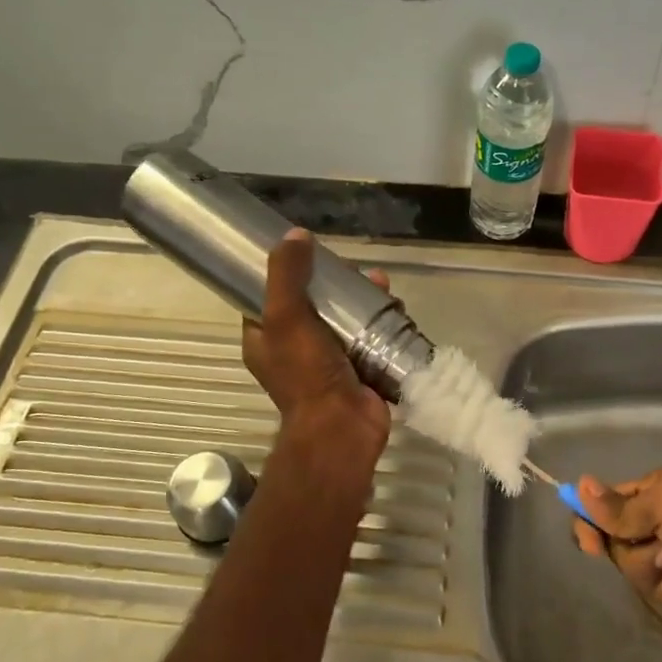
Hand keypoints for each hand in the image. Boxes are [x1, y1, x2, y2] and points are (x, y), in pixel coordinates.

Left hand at [242, 230, 390, 475]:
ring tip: (382, 285)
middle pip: (316, 303)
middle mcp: (295, 349)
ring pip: (347, 317)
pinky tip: (395, 306)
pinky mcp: (361, 368)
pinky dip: (382, 320)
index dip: (288, 272)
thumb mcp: (285, 317)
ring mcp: (330, 360)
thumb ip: (286, 275)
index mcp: (266, 339)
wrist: (342, 428)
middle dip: (337, 283)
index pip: (271, 296)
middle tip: (355, 271)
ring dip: (364, 298)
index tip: (311, 254)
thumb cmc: (305, 374)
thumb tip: (296, 234)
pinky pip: (371, 336)